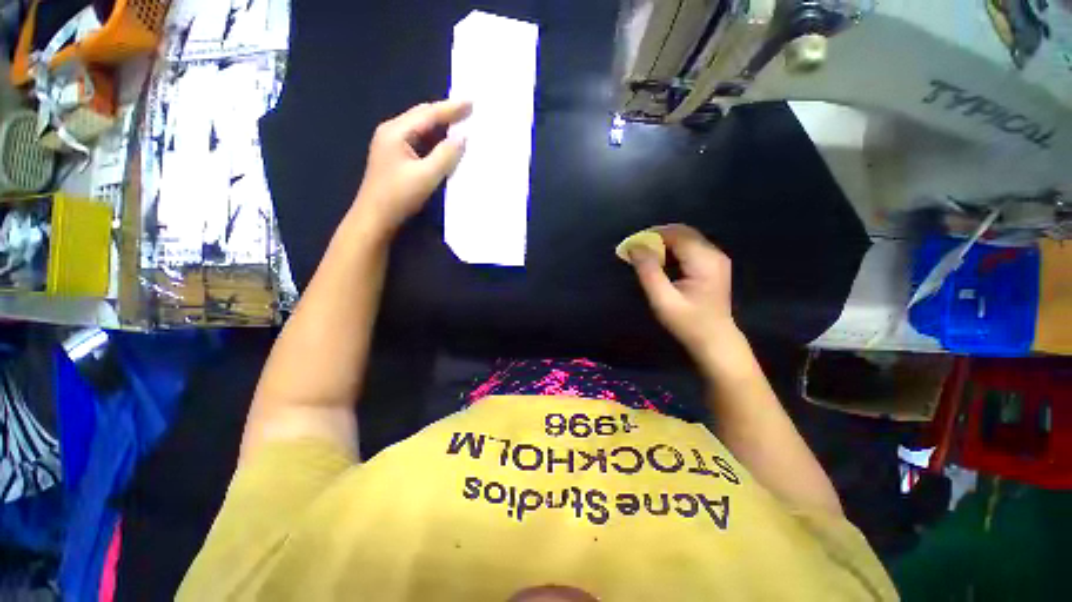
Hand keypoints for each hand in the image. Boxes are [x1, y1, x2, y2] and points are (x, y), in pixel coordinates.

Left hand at [353, 100, 471, 234]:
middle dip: (445, 113)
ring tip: (461, 123)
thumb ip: (445, 155)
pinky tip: (445, 143)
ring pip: (420, 129)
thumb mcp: (426, 176)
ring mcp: (392, 144)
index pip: (428, 114)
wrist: (375, 217)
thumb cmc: (399, 196)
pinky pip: (419, 141)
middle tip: (468, 110)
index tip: (471, 102)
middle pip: (422, 116)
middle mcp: (392, 132)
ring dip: (440, 126)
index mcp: (396, 131)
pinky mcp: (396, 157)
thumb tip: (463, 137)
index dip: (451, 108)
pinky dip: (434, 140)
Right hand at [630, 225, 736, 356]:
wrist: (716, 341)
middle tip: (635, 250)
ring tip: (644, 256)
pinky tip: (660, 262)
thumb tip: (635, 247)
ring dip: (663, 243)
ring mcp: (716, 258)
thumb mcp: (663, 300)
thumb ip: (648, 271)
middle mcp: (714, 253)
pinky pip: (690, 248)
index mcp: (704, 260)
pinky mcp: (713, 265)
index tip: (630, 245)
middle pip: (682, 233)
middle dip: (656, 237)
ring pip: (685, 238)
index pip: (676, 234)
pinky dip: (671, 250)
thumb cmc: (688, 323)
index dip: (651, 235)